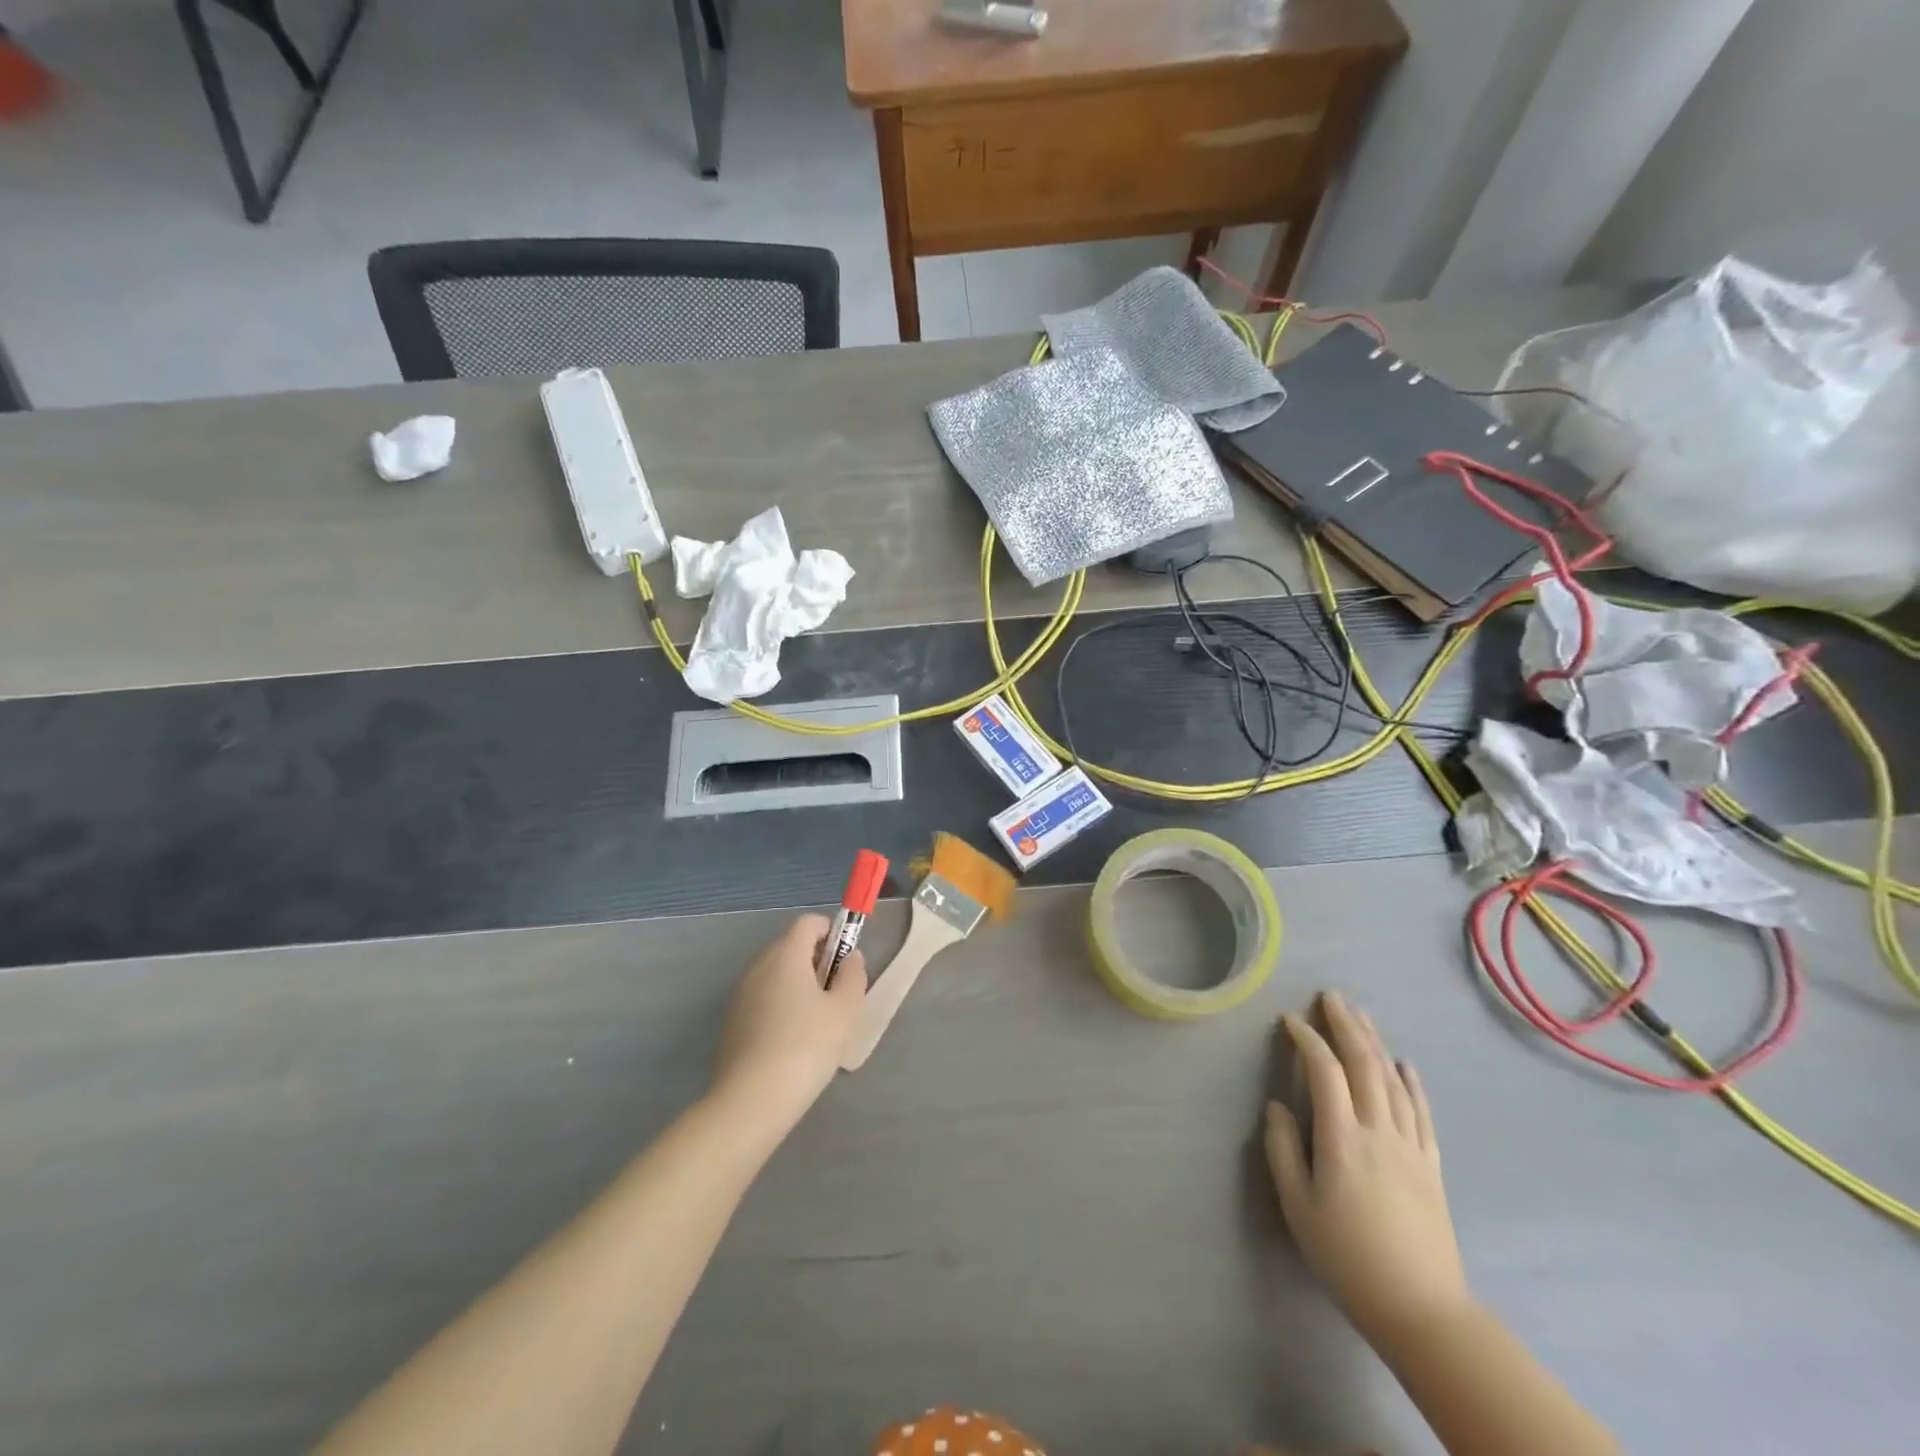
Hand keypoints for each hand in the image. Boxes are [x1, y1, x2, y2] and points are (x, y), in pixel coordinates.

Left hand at [711, 915, 865, 1137]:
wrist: (750, 1103)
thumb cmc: (805, 1048)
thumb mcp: (844, 1011)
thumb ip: (853, 976)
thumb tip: (850, 958)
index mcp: (785, 955)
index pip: (808, 923)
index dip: (832, 932)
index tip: (847, 961)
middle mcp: (758, 967)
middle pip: (791, 946)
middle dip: (817, 960)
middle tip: (837, 994)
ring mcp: (741, 995)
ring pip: (777, 975)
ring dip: (800, 985)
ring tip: (818, 1023)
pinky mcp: (733, 1022)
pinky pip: (764, 999)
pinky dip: (782, 1006)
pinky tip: (794, 1042)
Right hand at [1264, 992, 1469, 1343]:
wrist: (1421, 1309)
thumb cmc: (1347, 1257)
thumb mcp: (1298, 1206)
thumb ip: (1282, 1149)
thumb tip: (1277, 1106)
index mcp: (1342, 1138)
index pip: (1324, 1071)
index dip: (1307, 1040)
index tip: (1289, 1021)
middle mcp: (1379, 1130)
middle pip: (1364, 1064)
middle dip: (1345, 1025)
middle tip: (1330, 996)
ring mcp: (1411, 1146)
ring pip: (1392, 1080)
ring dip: (1375, 1042)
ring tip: (1360, 1016)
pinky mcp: (1431, 1164)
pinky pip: (1421, 1111)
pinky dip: (1411, 1082)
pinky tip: (1404, 1064)